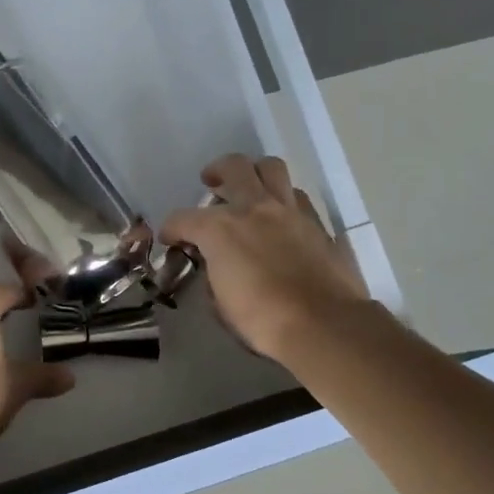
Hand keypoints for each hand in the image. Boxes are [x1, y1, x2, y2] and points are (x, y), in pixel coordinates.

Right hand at [160, 154, 369, 361]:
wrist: (323, 325)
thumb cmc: (263, 319)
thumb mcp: (220, 304)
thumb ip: (213, 276)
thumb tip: (216, 267)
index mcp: (221, 229)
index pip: (183, 218)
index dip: (171, 229)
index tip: (171, 239)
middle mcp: (254, 208)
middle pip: (233, 167)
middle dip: (217, 171)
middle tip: (211, 183)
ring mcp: (290, 212)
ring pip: (272, 168)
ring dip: (255, 173)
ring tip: (250, 190)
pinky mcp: (317, 224)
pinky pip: (297, 197)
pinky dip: (283, 200)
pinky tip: (280, 219)